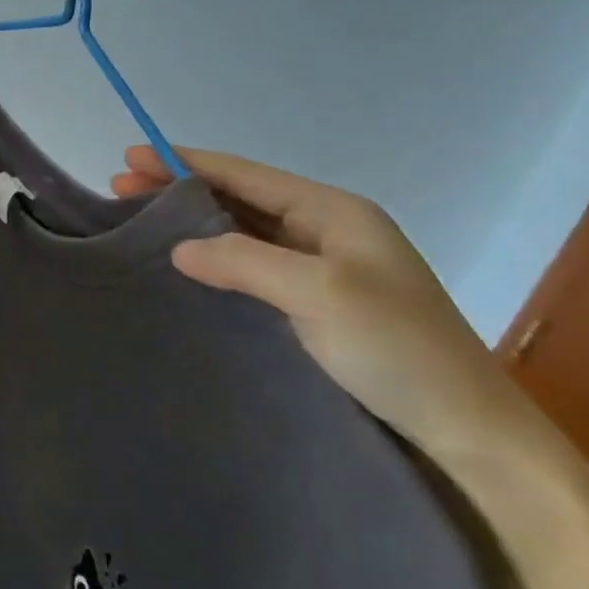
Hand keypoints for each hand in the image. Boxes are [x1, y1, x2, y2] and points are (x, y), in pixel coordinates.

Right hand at [113, 144, 533, 462]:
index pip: (243, 174)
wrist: (468, 432)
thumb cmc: (399, 349)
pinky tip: (185, 264)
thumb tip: (179, 247)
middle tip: (120, 187)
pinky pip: (251, 264)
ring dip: (192, 221)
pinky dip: (213, 256)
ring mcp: (322, 268)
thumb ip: (244, 260)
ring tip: (140, 219)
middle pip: (238, 197)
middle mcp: (326, 230)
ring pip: (242, 230)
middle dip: (179, 189)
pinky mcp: (314, 304)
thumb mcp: (319, 294)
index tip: (130, 156)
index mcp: (333, 212)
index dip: (184, 163)